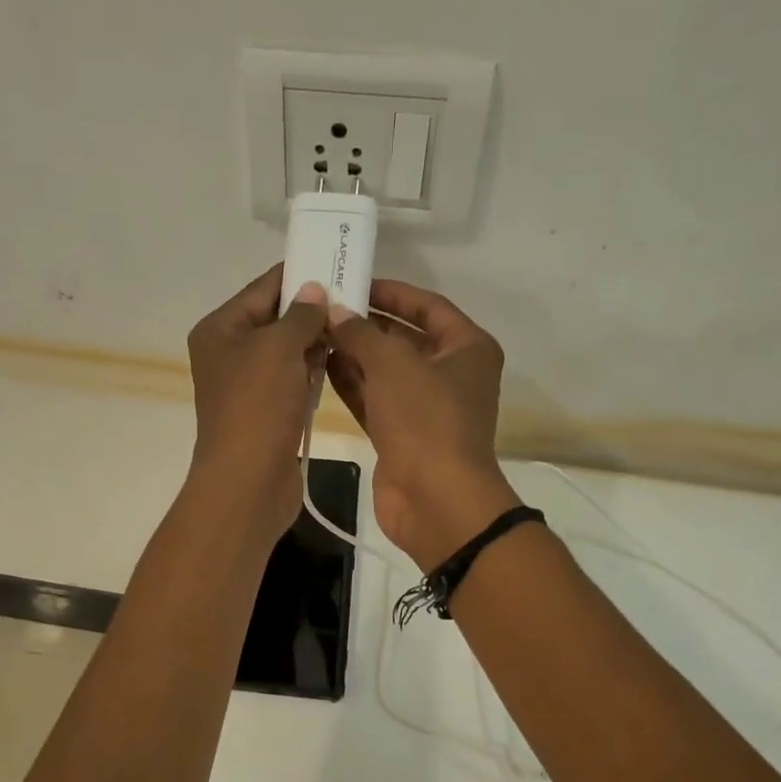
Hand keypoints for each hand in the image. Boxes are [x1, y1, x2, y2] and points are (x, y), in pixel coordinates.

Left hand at [184, 266, 329, 547]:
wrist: (248, 480)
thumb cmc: (257, 406)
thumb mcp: (279, 347)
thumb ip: (301, 314)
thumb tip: (314, 290)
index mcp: (220, 329)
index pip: (263, 288)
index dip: (298, 275)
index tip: (336, 265)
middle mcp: (229, 353)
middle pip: (275, 319)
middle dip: (312, 310)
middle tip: (354, 298)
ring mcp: (248, 386)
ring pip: (287, 352)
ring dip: (315, 342)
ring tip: (353, 327)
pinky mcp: (266, 412)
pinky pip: (292, 380)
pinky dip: (312, 371)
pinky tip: (338, 362)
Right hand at [325, 280, 519, 569]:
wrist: (435, 500)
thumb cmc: (425, 421)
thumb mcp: (393, 364)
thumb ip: (361, 333)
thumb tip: (336, 313)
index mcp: (466, 348)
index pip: (427, 306)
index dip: (391, 292)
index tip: (352, 281)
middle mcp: (450, 374)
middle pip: (404, 338)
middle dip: (365, 324)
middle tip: (323, 307)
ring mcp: (425, 407)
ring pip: (385, 371)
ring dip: (353, 354)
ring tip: (314, 333)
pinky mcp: (401, 435)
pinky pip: (374, 400)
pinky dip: (351, 385)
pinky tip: (319, 366)